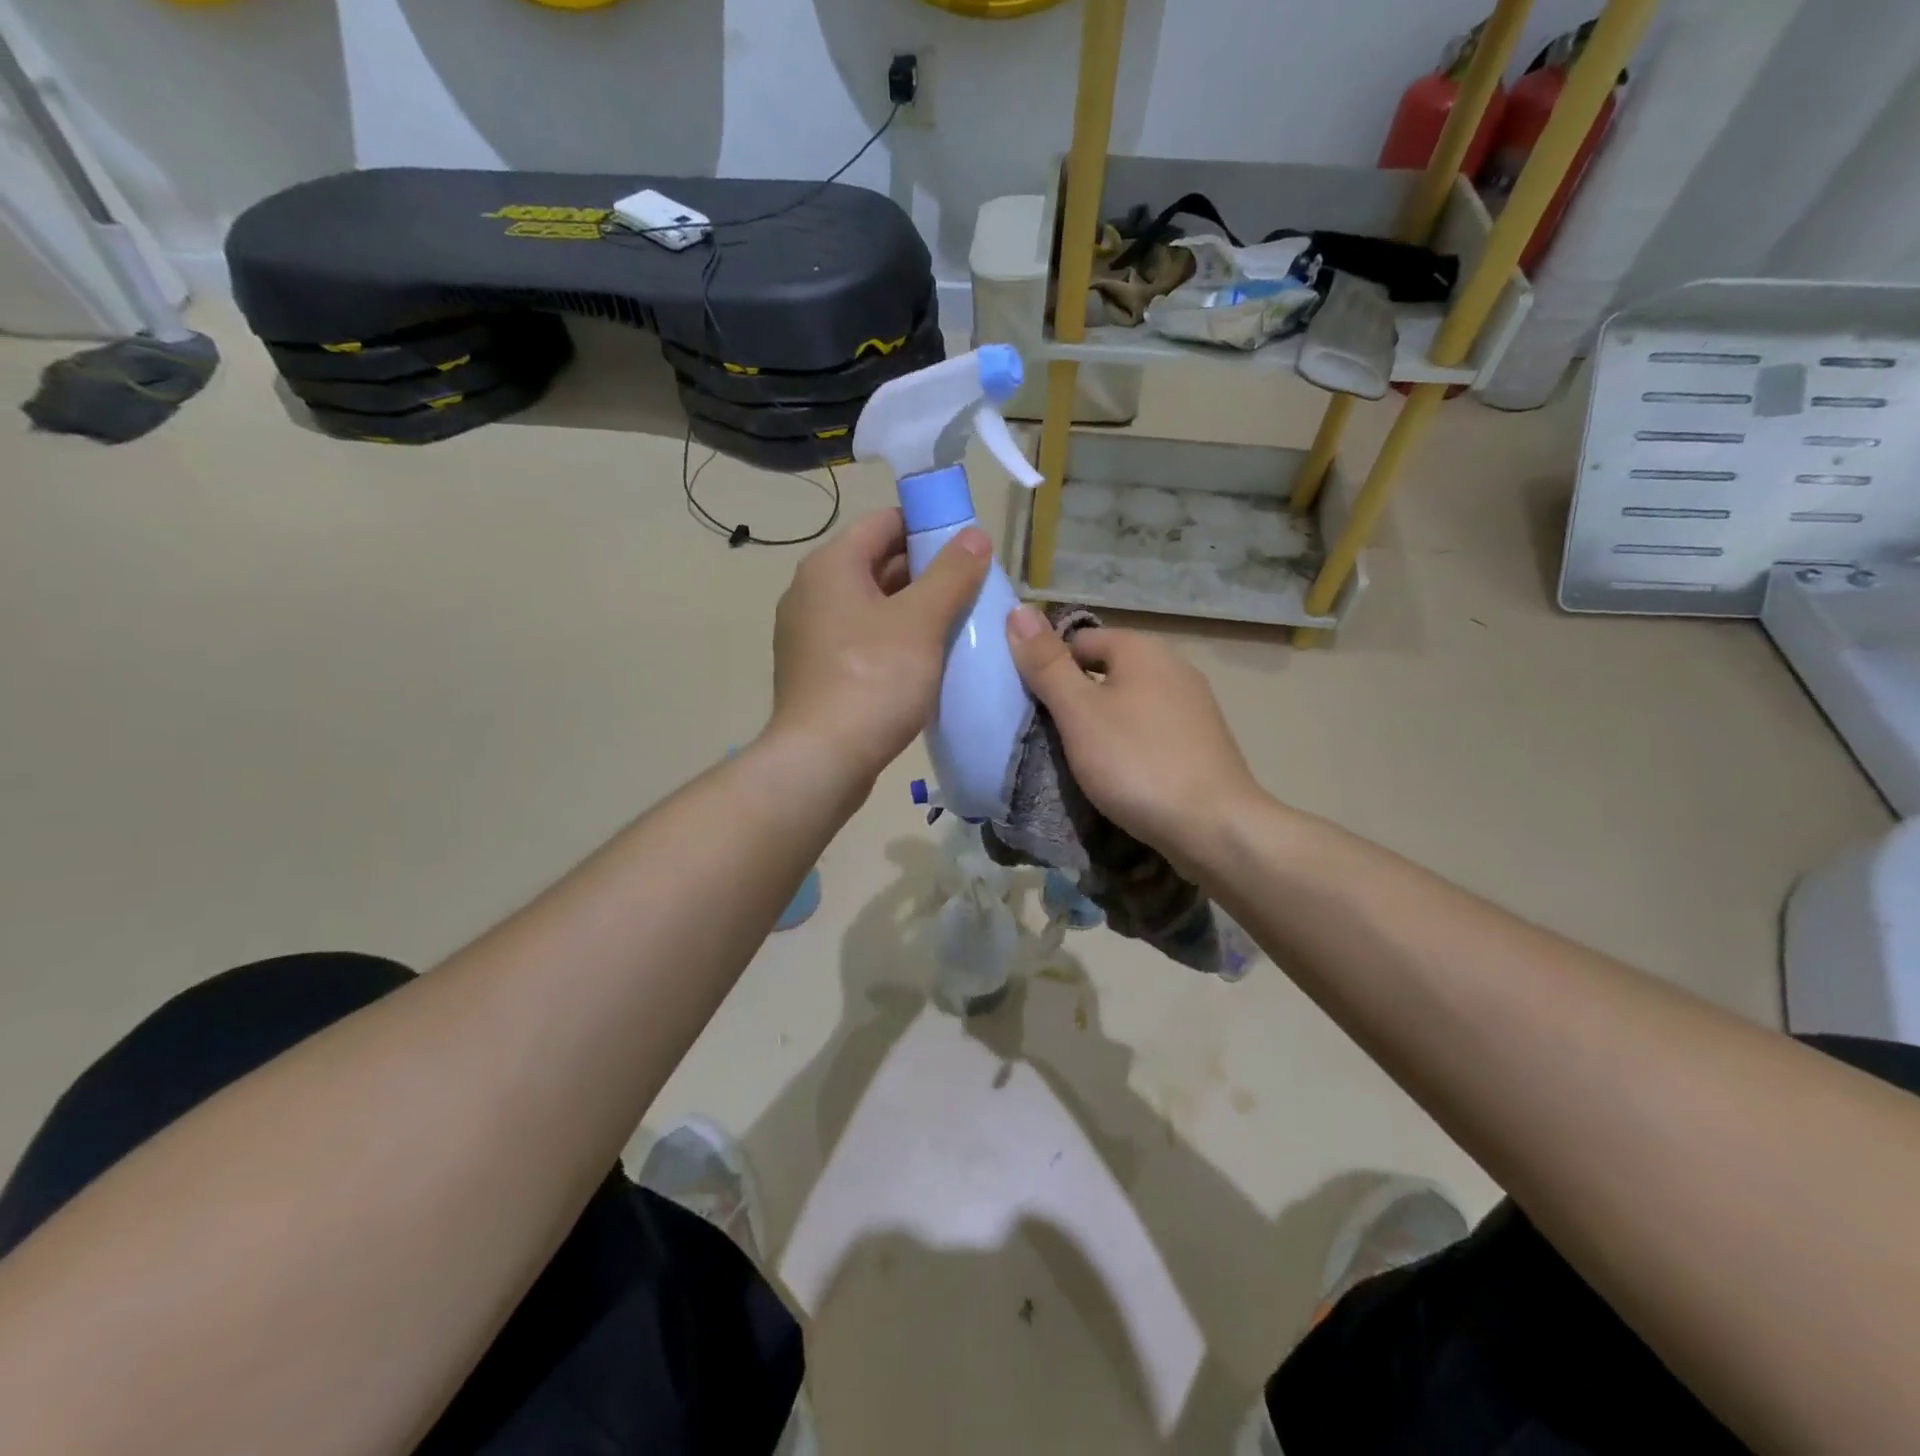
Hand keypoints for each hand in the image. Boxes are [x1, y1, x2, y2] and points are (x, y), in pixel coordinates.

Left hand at [768, 508, 991, 788]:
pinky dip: (893, 639)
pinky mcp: (816, 671)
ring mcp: (810, 634)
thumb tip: (975, 535)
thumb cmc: (873, 680)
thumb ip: (951, 574)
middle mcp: (812, 592)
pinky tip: (925, 659)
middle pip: (877, 563)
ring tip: (958, 622)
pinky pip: (862, 639)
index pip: (884, 522)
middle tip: (972, 587)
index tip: (968, 545)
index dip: (928, 526)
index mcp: (831, 566)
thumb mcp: (921, 622)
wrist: (822, 760)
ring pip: (871, 605)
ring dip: (913, 608)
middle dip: (926, 571)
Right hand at [1006, 607, 1258, 865]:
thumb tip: (1018, 609)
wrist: (1213, 826)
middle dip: (1075, 699)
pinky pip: (1151, 730)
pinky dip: (1130, 745)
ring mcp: (1194, 705)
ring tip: (1082, 759)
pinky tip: (1122, 773)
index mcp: (1142, 649)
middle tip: (1052, 737)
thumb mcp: (1079, 712)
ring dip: (1102, 724)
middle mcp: (1173, 666)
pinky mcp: (1202, 741)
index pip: (1079, 640)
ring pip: (1129, 703)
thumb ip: (1047, 664)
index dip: (1050, 668)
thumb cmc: (1136, 762)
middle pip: (1105, 670)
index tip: (1033, 708)